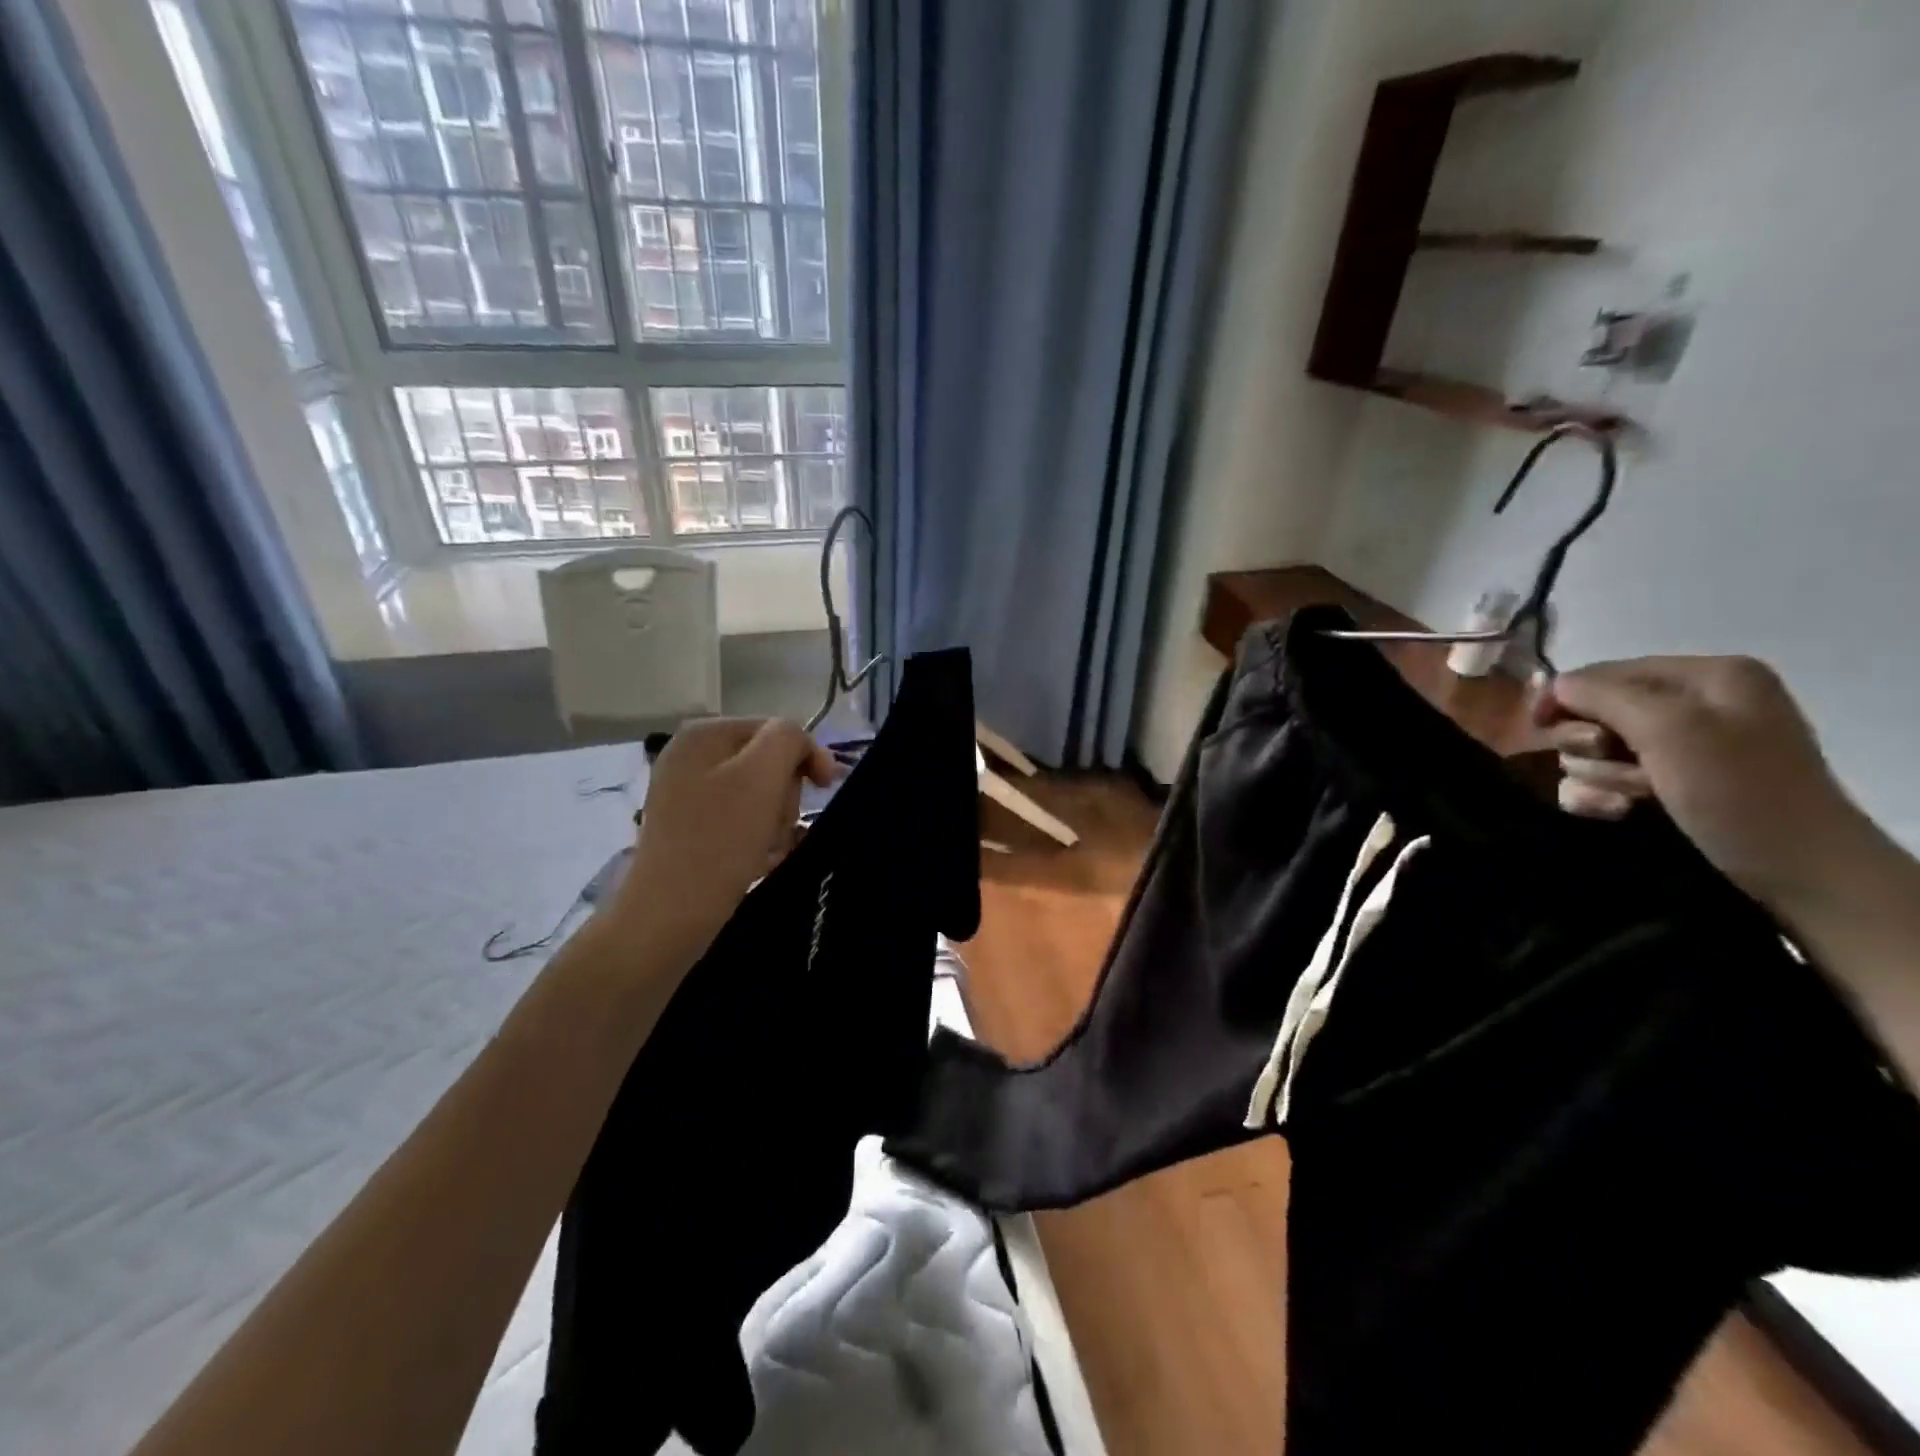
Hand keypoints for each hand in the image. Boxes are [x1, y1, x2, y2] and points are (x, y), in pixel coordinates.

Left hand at [609, 718, 837, 959]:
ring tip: (772, 849)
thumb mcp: (762, 775)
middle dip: (786, 795)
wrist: (670, 915)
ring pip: (759, 796)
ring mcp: (687, 796)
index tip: (826, 788)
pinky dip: (759, 839)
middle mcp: (690, 758)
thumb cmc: (720, 839)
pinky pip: (741, 822)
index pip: (775, 729)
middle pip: (767, 763)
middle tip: (783, 826)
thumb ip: (788, 739)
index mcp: (703, 734)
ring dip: (777, 822)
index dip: (806, 755)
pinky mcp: (691, 831)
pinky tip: (761, 861)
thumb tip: (800, 745)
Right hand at [1533, 657, 1880, 915]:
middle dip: (1590, 744)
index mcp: (1707, 676)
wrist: (1798, 870)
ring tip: (1630, 799)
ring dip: (1598, 776)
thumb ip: (1603, 696)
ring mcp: (1681, 749)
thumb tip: (1552, 685)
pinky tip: (1614, 811)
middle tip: (1615, 766)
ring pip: (1594, 751)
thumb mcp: (1669, 729)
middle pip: (1594, 713)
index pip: (1604, 672)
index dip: (1565, 697)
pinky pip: (1603, 780)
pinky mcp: (1668, 786)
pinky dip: (1598, 796)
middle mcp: (1694, 705)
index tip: (1539, 727)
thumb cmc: (1737, 790)